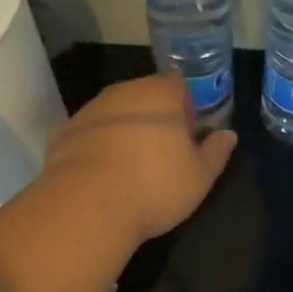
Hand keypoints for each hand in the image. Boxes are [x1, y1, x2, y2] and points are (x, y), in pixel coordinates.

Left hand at [41, 75, 237, 243]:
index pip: (179, 86)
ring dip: (124, 131)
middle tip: (162, 155)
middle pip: (145, 96)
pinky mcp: (64, 132)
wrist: (86, 205)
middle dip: (154, 118)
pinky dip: (96, 147)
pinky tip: (101, 177)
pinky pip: (89, 134)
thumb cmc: (154, 185)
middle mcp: (124, 91)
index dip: (186, 109)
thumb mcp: (200, 176)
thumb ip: (216, 151)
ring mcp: (90, 109)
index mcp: (160, 93)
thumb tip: (228, 135)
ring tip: (129, 169)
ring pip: (115, 114)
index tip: (187, 139)